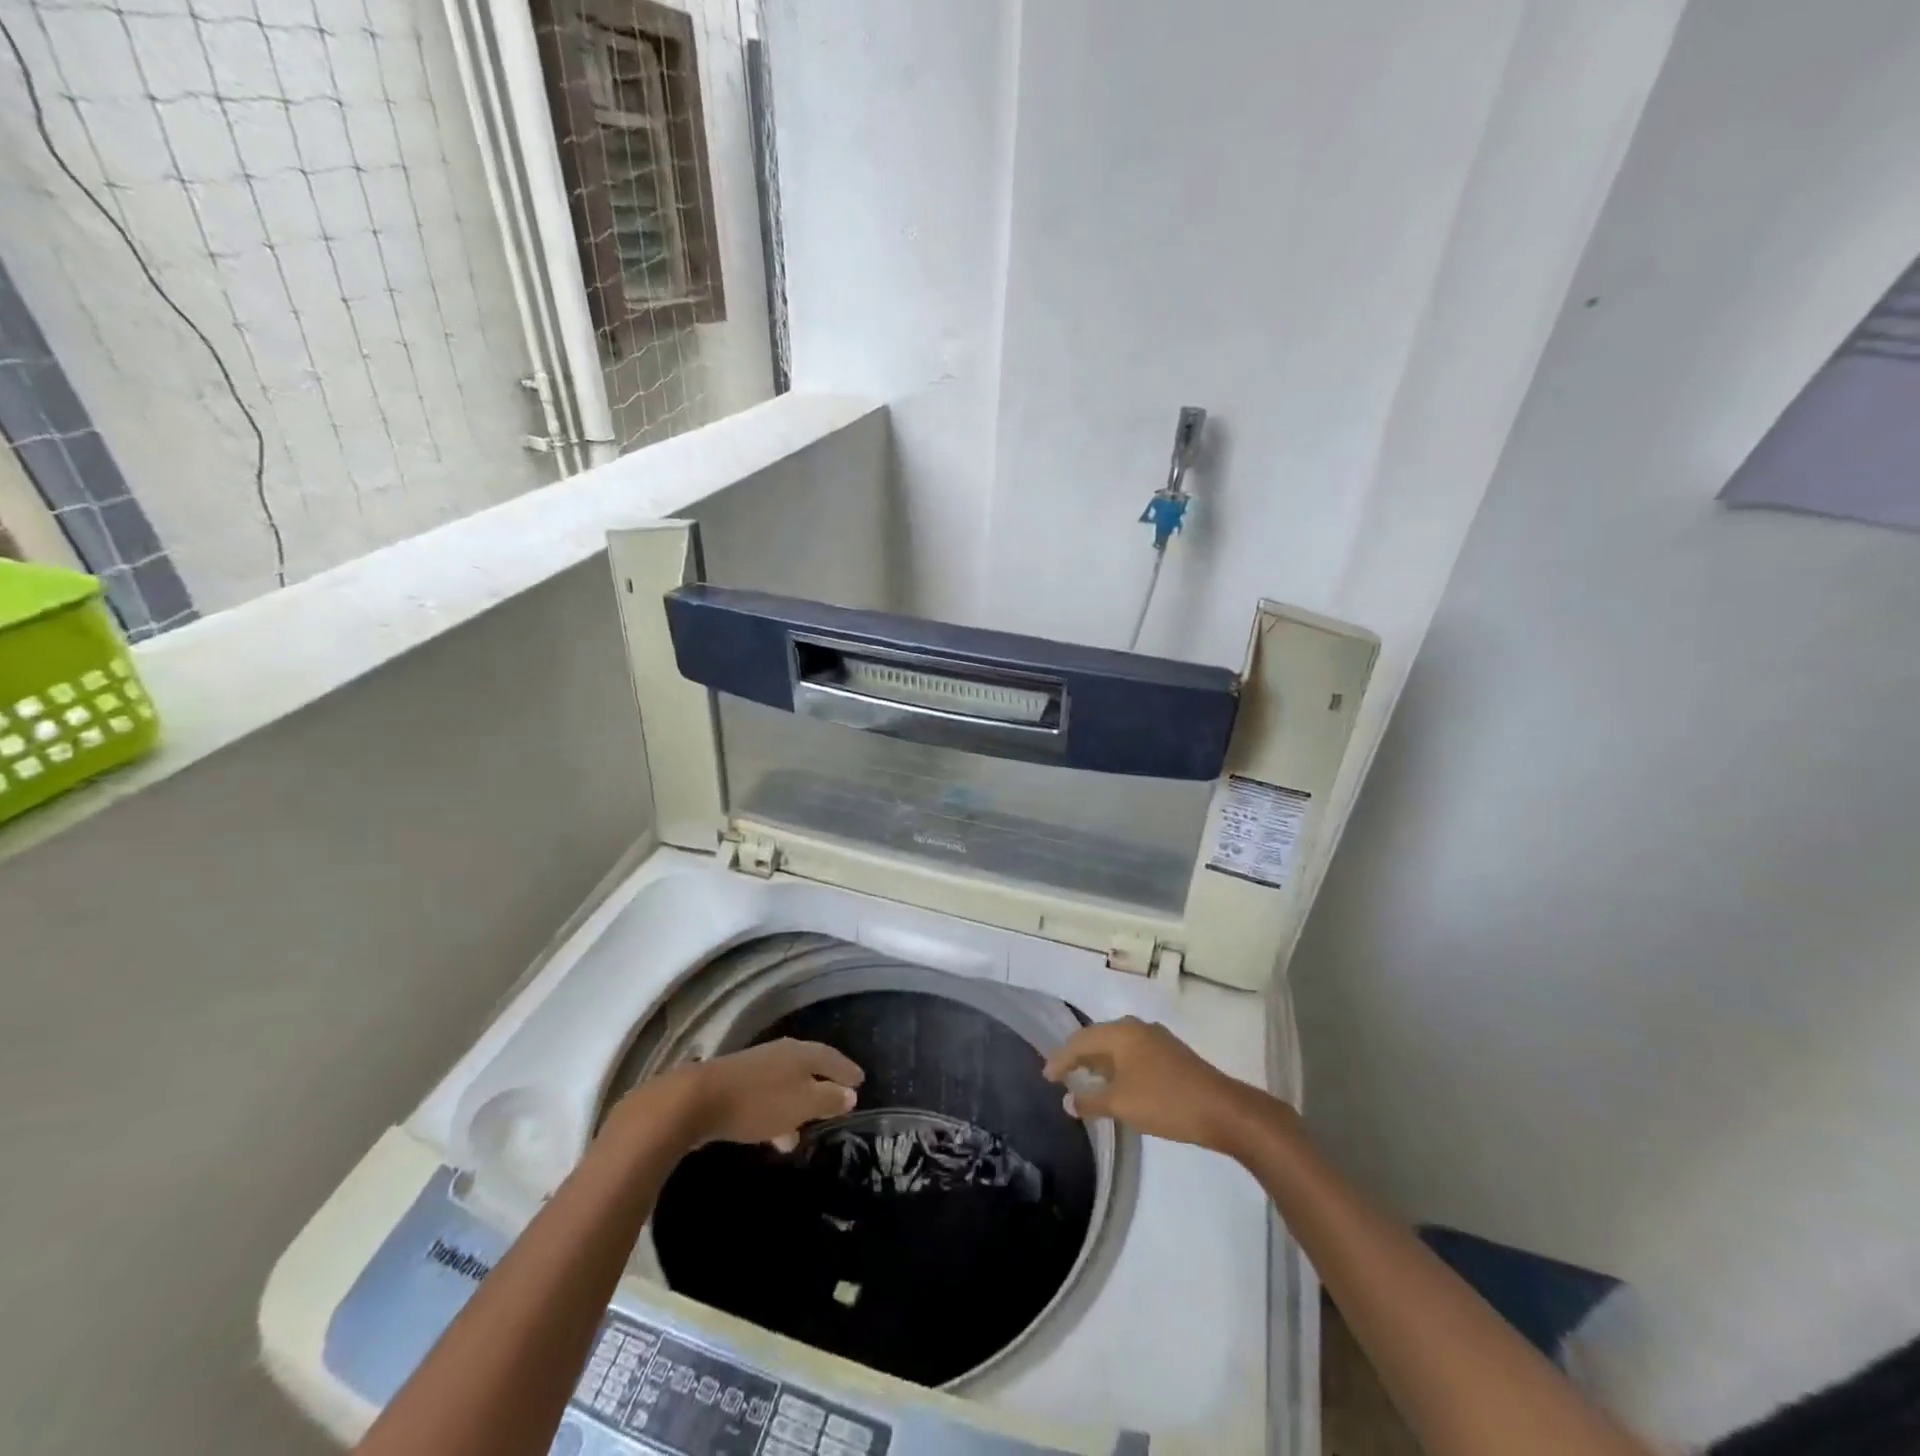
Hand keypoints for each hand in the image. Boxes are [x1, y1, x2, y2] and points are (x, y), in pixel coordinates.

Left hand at [656, 1039, 863, 1151]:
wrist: (698, 1100)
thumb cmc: (759, 1102)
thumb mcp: (802, 1104)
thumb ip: (828, 1099)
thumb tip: (850, 1093)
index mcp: (802, 1053)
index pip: (833, 1058)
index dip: (848, 1070)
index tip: (861, 1081)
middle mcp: (782, 1053)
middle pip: (810, 1068)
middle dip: (824, 1086)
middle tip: (839, 1102)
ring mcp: (758, 1066)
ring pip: (788, 1084)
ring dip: (798, 1105)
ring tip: (804, 1133)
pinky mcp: (738, 1083)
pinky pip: (769, 1096)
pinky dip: (778, 1111)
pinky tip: (774, 1134)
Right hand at [1043, 1016, 1279, 1153]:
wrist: (1221, 1109)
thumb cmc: (1164, 1102)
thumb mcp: (1121, 1105)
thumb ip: (1090, 1101)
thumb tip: (1067, 1100)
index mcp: (1121, 1033)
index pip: (1080, 1040)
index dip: (1061, 1058)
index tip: (1046, 1076)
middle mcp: (1136, 1027)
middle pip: (1098, 1038)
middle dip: (1078, 1056)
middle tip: (1061, 1074)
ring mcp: (1156, 1039)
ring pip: (1117, 1046)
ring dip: (1099, 1062)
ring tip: (1084, 1079)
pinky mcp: (1170, 1054)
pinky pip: (1132, 1053)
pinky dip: (1117, 1066)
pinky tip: (1116, 1084)